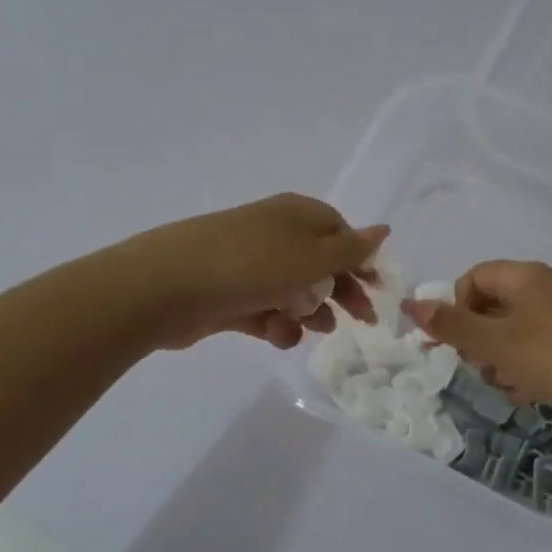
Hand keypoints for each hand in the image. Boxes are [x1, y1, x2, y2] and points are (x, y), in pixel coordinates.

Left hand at [123, 193, 385, 350]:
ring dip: (309, 312)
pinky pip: (264, 310)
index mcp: (296, 215)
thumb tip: (383, 229)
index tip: (377, 290)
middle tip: (360, 321)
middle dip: (340, 292)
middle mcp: (274, 234)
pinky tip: (278, 336)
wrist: (167, 286)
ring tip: (313, 330)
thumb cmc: (252, 265)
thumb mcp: (312, 256)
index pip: (340, 232)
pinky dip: (276, 324)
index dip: (361, 260)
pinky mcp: (229, 295)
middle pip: (320, 264)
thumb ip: (351, 249)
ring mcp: (249, 265)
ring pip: (293, 290)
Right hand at [402, 261, 551, 435]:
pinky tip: (532, 395)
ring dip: (501, 362)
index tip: (457, 342)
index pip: (473, 279)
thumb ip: (452, 325)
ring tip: (512, 385)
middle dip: (479, 341)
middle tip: (484, 368)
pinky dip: (527, 372)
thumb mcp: (497, 342)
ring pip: (512, 336)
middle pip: (491, 308)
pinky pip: (537, 354)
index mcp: (525, 277)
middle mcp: (545, 291)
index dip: (457, 308)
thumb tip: (410, 304)